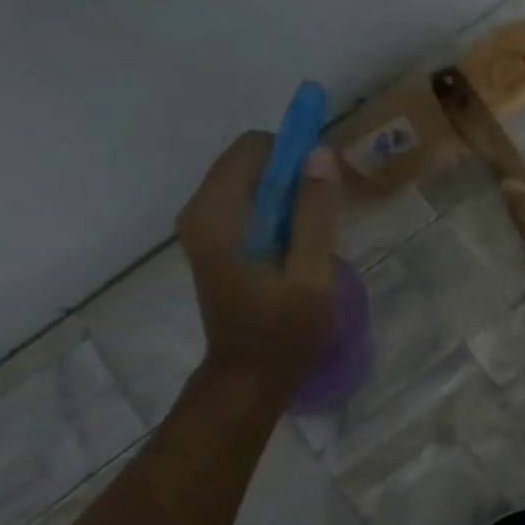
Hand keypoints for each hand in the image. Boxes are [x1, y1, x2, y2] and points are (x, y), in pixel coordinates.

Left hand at [174, 131, 340, 388]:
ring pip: (249, 179)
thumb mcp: (310, 274)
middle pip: (249, 159)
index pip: (253, 148)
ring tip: (314, 227)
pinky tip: (296, 239)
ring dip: (287, 190)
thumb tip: (320, 154)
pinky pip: (247, 200)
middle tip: (324, 206)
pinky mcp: (211, 238)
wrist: (248, 376)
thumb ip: (314, 213)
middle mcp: (199, 211)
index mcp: (217, 216)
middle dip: (292, 171)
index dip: (293, 153)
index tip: (324, 180)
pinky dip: (275, 207)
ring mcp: (202, 225)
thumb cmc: (283, 330)